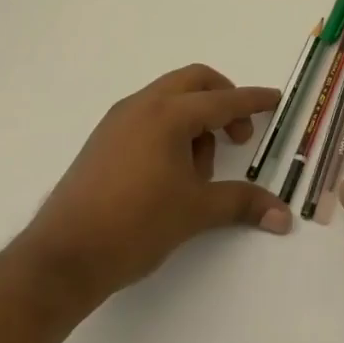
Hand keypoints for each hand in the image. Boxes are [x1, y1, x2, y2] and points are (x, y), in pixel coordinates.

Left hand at [13, 65, 292, 307]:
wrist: (59, 261)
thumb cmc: (135, 226)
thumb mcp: (196, 212)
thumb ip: (243, 203)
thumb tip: (285, 217)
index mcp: (169, 115)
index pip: (224, 100)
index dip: (254, 101)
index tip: (275, 98)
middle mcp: (142, 106)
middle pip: (195, 81)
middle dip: (223, 100)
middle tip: (237, 135)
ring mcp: (117, 121)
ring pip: (170, 98)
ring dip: (196, 117)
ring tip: (200, 168)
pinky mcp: (101, 141)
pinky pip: (148, 115)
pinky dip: (171, 127)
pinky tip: (171, 171)